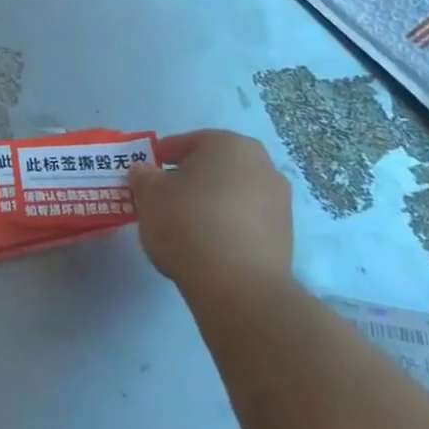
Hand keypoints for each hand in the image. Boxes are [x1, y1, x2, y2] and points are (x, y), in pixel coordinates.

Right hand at [129, 130, 292, 300]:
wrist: (238, 285)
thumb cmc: (187, 223)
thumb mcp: (149, 194)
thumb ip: (143, 176)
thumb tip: (144, 172)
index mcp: (228, 144)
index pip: (185, 143)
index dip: (159, 159)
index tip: (144, 178)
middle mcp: (262, 164)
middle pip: (212, 167)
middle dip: (188, 180)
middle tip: (162, 200)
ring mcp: (279, 201)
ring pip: (231, 194)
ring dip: (208, 203)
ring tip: (183, 227)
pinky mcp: (285, 235)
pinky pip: (245, 221)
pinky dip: (226, 226)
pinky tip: (206, 246)